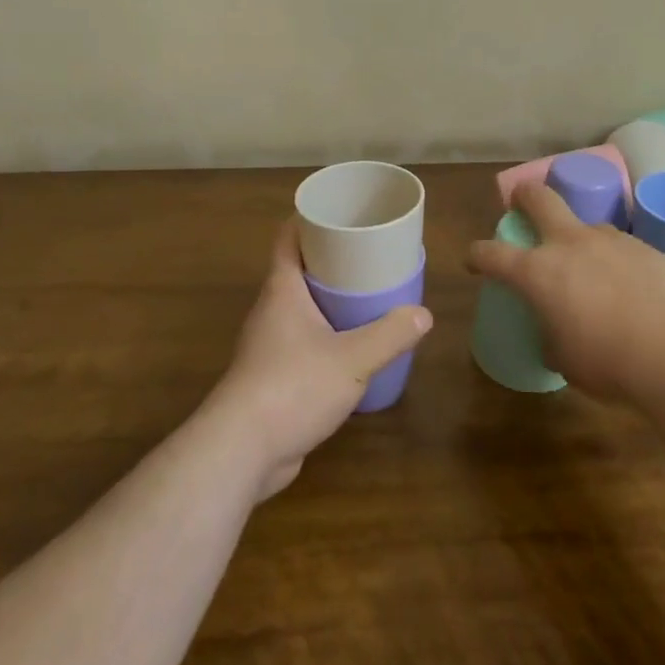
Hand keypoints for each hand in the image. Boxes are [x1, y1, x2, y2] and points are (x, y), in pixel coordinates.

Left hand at [208, 223, 432, 500]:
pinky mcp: (272, 376)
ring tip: (368, 298)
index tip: (341, 213)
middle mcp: (272, 310)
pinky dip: (326, 335)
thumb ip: (390, 335)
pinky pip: (302, 341)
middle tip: (370, 255)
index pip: (289, 237)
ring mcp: (269, 344)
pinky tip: (352, 348)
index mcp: (283, 290)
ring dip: (330, 300)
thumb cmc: (292, 387)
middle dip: (332, 260)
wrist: (242, 451)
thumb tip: (423, 314)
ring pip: (302, 308)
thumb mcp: (352, 359)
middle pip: (299, 269)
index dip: (311, 219)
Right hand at [468, 182, 664, 402]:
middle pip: (539, 198)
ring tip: (596, 273)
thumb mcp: (563, 358)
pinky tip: (637, 294)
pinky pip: (628, 252)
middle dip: (525, 196)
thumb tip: (557, 332)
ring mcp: (613, 241)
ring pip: (589, 227)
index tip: (474, 260)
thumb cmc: (606, 363)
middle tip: (522, 203)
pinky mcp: (650, 249)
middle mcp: (572, 244)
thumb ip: (551, 335)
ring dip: (584, 243)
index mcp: (538, 271)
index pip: (492, 253)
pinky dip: (624, 267)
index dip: (478, 255)